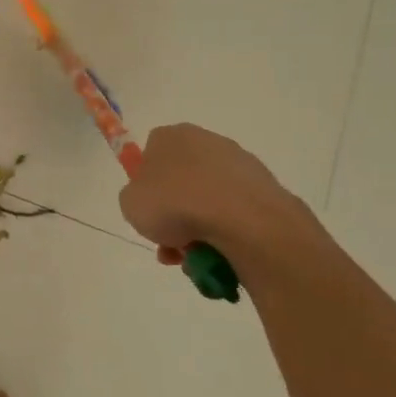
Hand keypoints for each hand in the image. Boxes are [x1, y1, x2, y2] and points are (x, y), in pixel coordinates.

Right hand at [117, 124, 311, 275]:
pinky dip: (226, 234)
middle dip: (174, 215)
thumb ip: (135, 197)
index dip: (146, 186)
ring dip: (198, 230)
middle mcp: (206, 141)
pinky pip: (235, 214)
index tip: (149, 212)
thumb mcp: (130, 204)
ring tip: (195, 259)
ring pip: (209, 201)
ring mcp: (239, 163)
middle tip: (170, 244)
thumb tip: (153, 200)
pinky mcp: (265, 187)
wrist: (240, 219)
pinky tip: (220, 254)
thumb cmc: (174, 203)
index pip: (151, 154)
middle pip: (182, 182)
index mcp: (170, 136)